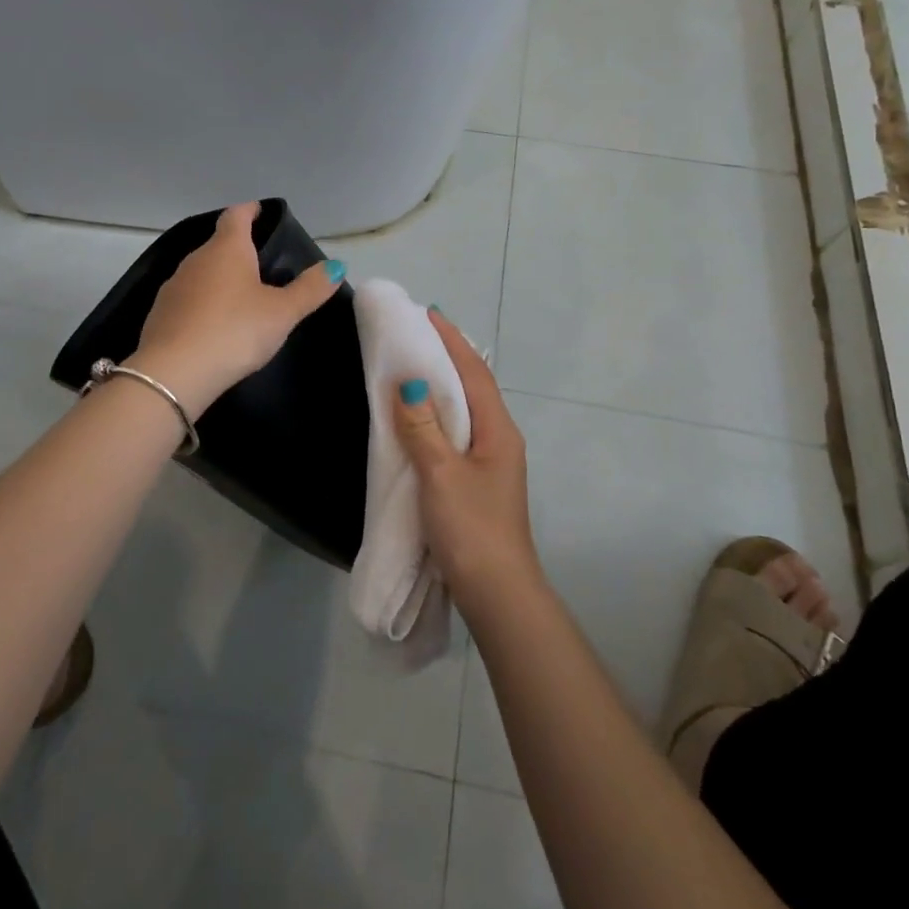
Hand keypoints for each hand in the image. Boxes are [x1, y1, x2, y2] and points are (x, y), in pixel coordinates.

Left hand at [131, 202, 343, 412]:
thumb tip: (336, 265)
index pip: (236, 216)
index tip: (259, 210)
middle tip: (260, 262)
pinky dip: (202, 303)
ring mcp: (173, 287)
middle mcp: (196, 260)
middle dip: (237, 249)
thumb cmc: (235, 331)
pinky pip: (187, 299)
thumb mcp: (282, 312)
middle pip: (218, 244)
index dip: (249, 210)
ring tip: (239, 295)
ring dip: (219, 278)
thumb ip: (310, 288)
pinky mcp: (160, 314)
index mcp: (227, 249)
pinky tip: (213, 323)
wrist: (174, 373)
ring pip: (201, 272)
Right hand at [393, 311, 543, 622]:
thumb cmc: (471, 529)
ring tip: (414, 366)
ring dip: (443, 386)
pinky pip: (457, 433)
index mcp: (498, 431)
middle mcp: (500, 439)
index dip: (452, 342)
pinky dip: (438, 415)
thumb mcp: (441, 475)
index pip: (474, 373)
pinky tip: (420, 418)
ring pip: (466, 411)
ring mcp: (492, 462)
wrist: (498, 594)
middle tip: (416, 335)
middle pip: (473, 387)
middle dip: (448, 357)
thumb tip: (409, 382)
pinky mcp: (478, 482)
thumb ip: (423, 428)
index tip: (429, 314)